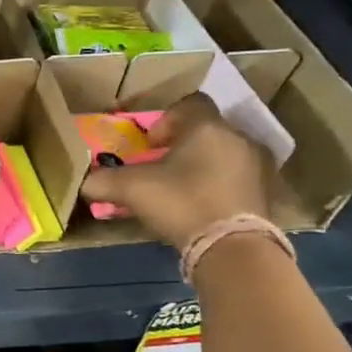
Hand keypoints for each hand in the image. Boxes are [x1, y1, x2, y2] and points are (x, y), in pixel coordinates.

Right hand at [77, 94, 274, 250]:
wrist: (233, 247)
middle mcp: (238, 138)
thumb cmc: (181, 203)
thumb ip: (104, 182)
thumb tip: (84, 182)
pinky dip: (221, 186)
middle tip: (163, 168)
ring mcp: (258, 165)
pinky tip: (203, 207)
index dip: (167, 119)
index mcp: (207, 127)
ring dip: (205, 166)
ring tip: (183, 190)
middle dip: (185, 146)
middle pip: (208, 130)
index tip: (151, 145)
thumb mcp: (132, 190)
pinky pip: (238, 178)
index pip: (190, 103)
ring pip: (225, 154)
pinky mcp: (267, 193)